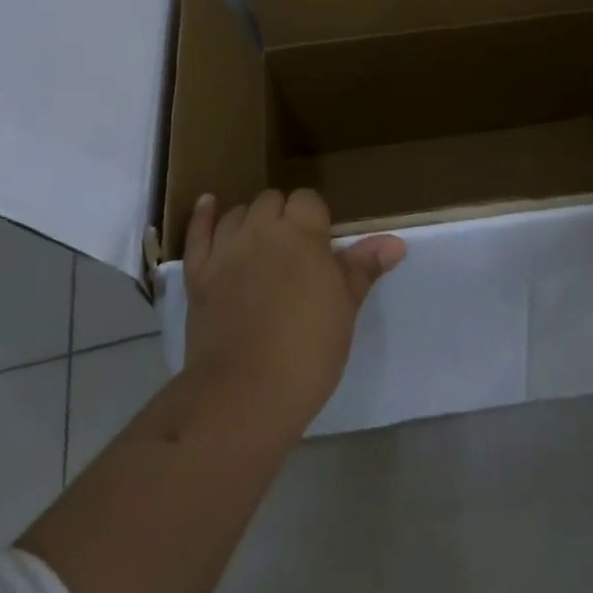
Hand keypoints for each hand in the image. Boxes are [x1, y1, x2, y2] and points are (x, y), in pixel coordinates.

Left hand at [182, 188, 404, 434]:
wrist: (244, 393)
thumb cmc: (307, 351)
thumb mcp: (345, 309)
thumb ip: (363, 268)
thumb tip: (395, 242)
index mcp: (302, 234)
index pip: (308, 200)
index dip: (315, 218)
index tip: (321, 246)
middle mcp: (262, 230)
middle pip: (271, 200)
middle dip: (283, 216)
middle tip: (294, 251)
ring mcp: (226, 250)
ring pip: (237, 213)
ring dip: (250, 220)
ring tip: (261, 242)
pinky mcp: (198, 274)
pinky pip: (197, 233)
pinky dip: (203, 216)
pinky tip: (208, 203)